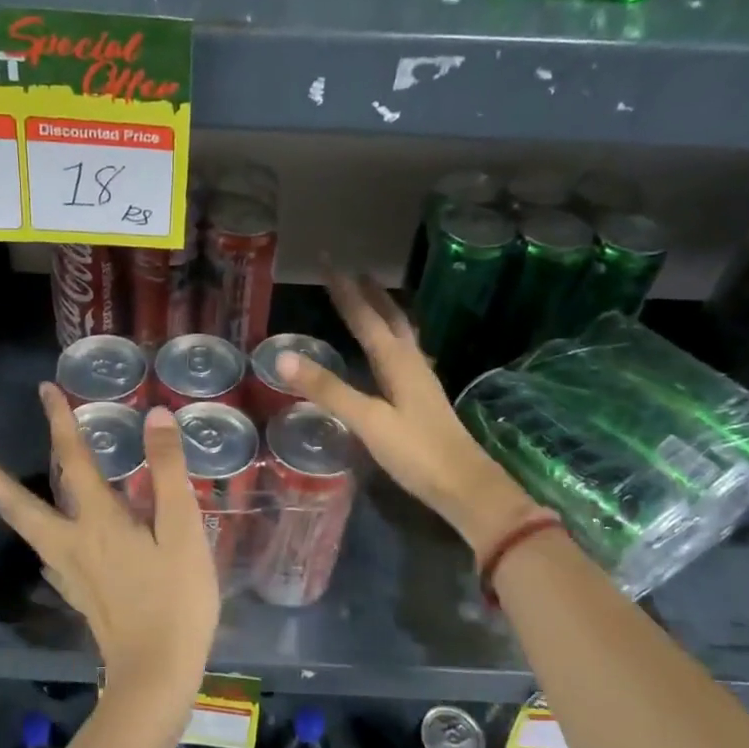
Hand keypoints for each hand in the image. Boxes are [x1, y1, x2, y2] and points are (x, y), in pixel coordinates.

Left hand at [0, 384, 218, 721]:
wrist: (157, 674)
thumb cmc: (176, 599)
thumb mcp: (182, 530)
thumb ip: (168, 472)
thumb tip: (155, 417)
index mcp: (97, 521)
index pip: (74, 459)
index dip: (60, 422)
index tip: (45, 390)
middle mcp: (72, 543)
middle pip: (22, 506)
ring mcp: (70, 574)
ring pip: (29, 532)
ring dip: (9, 505)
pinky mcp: (78, 596)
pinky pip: (47, 557)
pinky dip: (37, 538)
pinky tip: (46, 545)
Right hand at [275, 269, 537, 553]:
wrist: (465, 486)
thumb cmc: (416, 452)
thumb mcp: (367, 421)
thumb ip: (328, 389)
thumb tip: (283, 356)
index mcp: (397, 361)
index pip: (365, 316)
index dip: (344, 289)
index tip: (328, 261)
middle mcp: (411, 362)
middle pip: (389, 316)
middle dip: (368, 292)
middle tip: (350, 270)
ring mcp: (420, 379)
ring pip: (399, 333)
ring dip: (383, 310)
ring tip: (370, 297)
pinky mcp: (422, 397)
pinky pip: (402, 352)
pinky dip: (389, 337)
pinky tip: (388, 350)